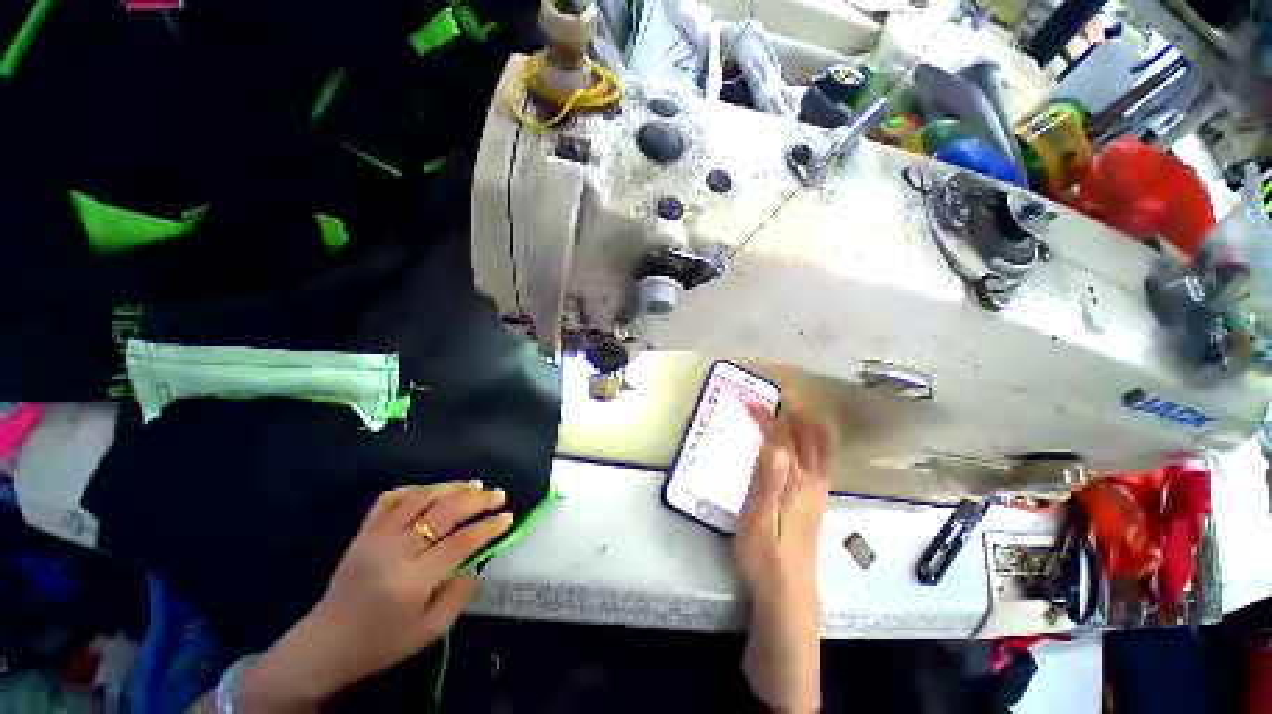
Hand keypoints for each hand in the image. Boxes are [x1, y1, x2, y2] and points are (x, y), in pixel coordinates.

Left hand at [233, 481, 513, 710]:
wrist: (325, 645)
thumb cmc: (381, 644)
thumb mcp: (428, 633)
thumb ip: (458, 596)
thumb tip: (476, 561)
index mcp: (411, 581)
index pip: (461, 542)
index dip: (489, 527)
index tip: (508, 517)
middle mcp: (394, 552)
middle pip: (444, 512)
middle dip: (478, 500)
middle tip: (499, 494)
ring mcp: (375, 537)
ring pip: (420, 498)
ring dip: (452, 487)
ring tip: (476, 485)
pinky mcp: (362, 532)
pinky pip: (390, 499)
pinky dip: (416, 488)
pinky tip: (434, 490)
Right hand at [735, 405, 831, 713]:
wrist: (789, 596)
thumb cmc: (766, 557)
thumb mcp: (758, 517)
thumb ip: (768, 479)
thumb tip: (775, 442)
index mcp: (796, 482)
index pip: (784, 437)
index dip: (770, 416)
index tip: (752, 401)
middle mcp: (813, 482)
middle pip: (812, 439)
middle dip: (799, 412)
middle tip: (784, 397)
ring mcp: (819, 493)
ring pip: (823, 450)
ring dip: (812, 425)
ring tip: (797, 411)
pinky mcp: (817, 503)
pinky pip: (823, 462)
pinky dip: (816, 443)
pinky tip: (806, 446)